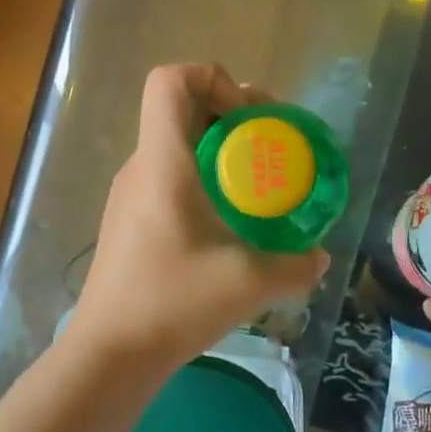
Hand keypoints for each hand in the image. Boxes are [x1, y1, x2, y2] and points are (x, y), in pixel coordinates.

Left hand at [65, 64, 328, 370]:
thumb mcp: (249, 283)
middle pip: (179, 108)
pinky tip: (227, 221)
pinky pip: (167, 177)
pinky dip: (201, 178)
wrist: (111, 352)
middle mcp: (141, 168)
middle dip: (229, 113)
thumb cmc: (174, 303)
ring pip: (174, 144)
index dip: (214, 79)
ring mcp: (129, 195)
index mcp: (162, 162)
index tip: (250, 119)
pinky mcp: (128, 221)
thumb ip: (295, 266)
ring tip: (255, 181)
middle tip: (269, 145)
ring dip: (216, 148)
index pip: (171, 80)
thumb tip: (319, 258)